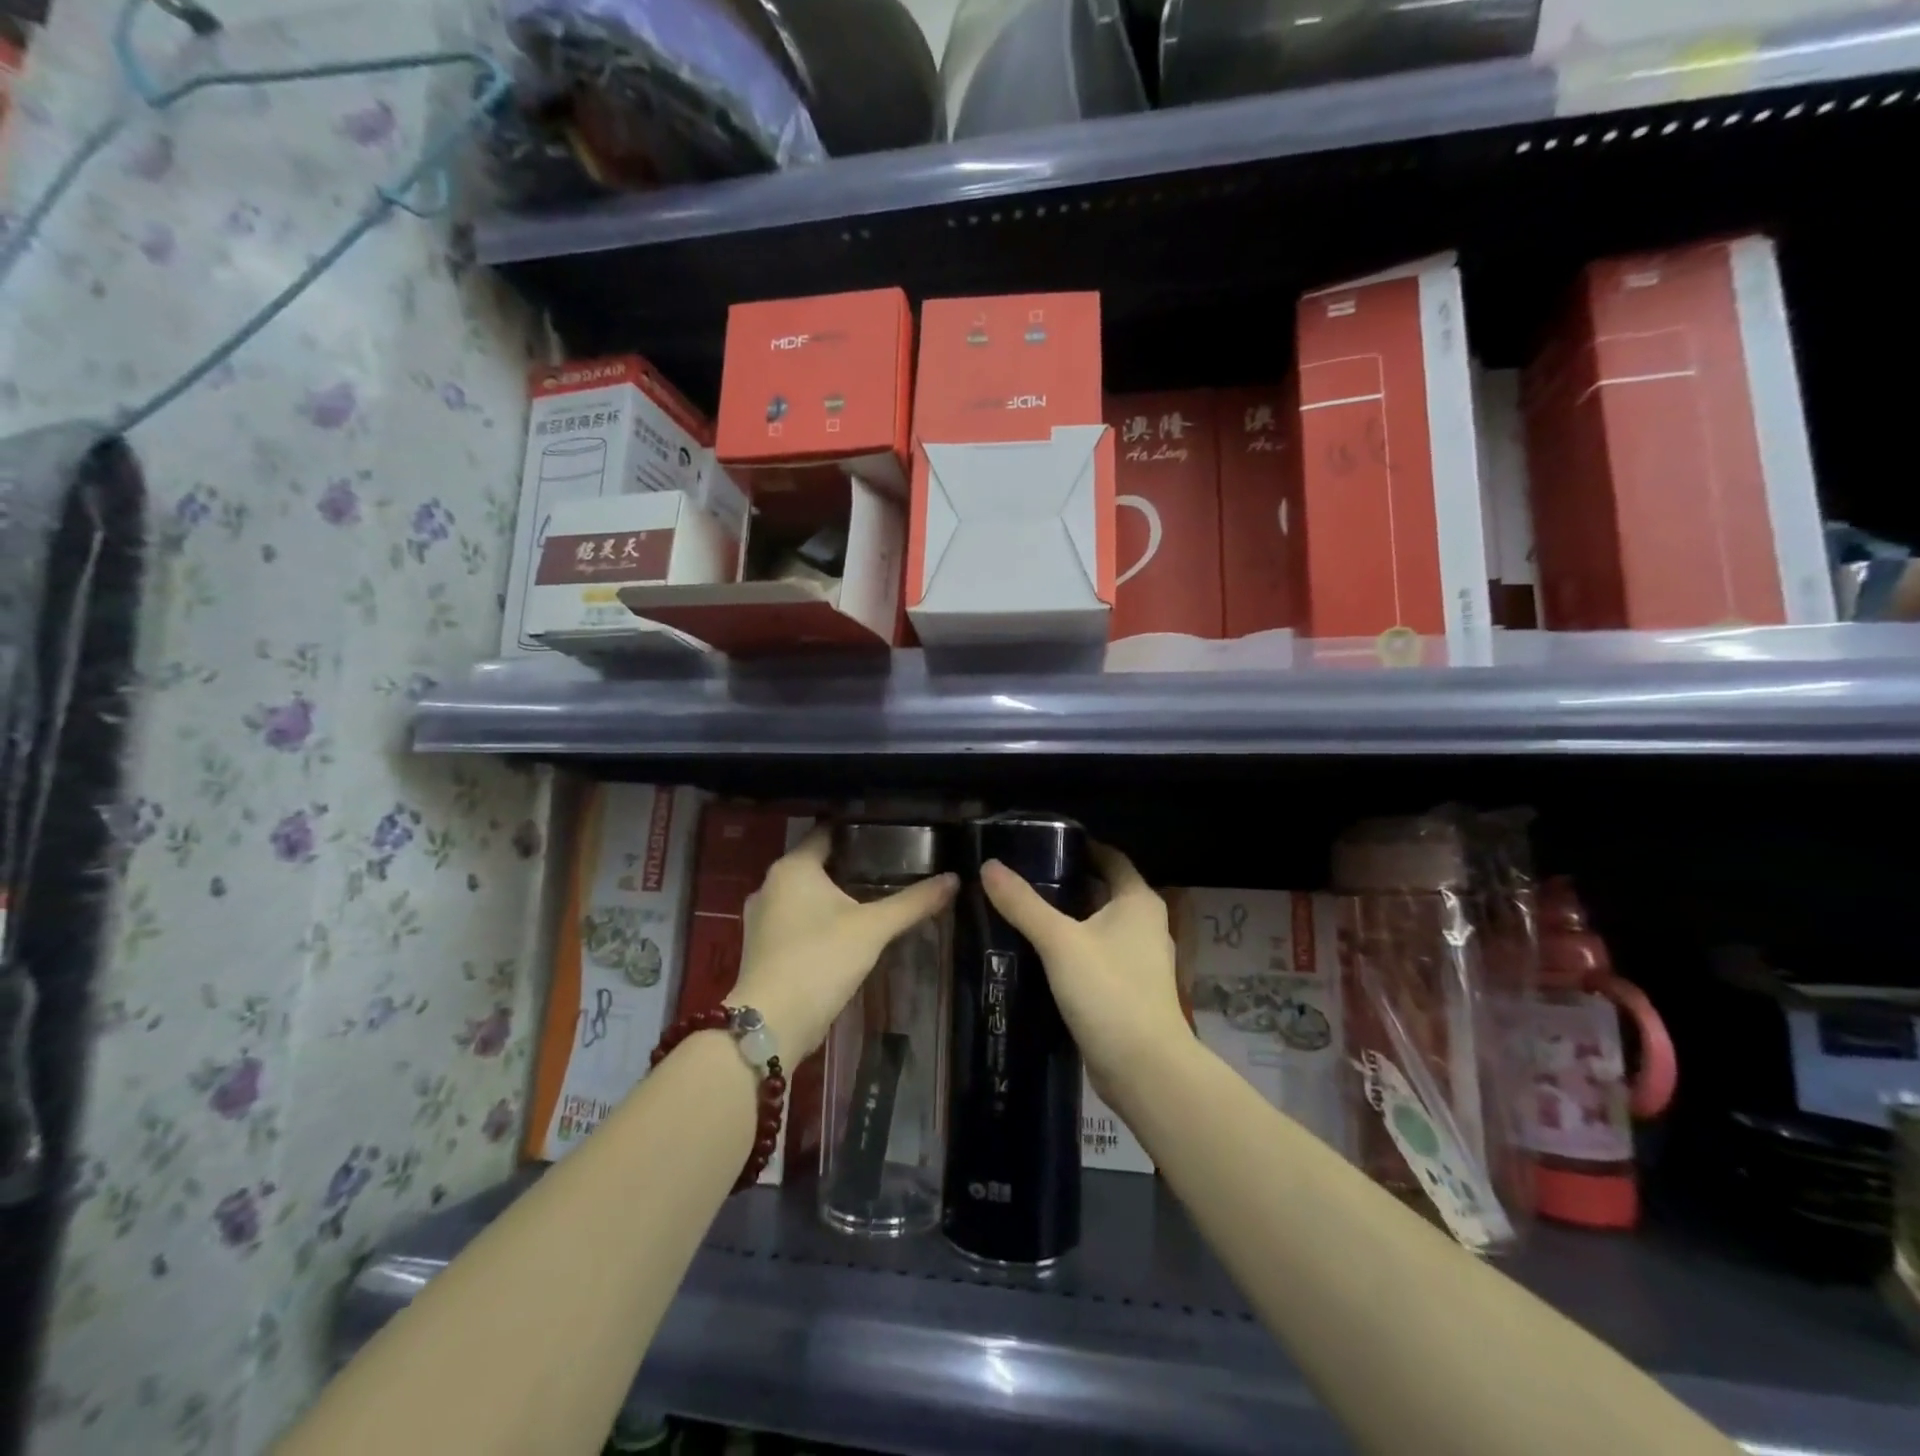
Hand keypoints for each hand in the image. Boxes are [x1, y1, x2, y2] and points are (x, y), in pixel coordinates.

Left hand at [731, 828, 956, 1063]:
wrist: (772, 1023)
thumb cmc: (820, 959)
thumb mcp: (873, 928)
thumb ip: (913, 902)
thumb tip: (954, 879)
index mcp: (793, 867)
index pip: (825, 833)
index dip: (856, 830)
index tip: (886, 832)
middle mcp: (770, 884)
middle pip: (815, 864)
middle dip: (848, 865)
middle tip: (888, 866)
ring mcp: (761, 918)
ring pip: (803, 894)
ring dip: (831, 895)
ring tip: (870, 898)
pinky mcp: (761, 947)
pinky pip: (794, 920)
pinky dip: (817, 920)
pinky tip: (844, 932)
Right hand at [980, 844, 1188, 1094]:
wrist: (1144, 1069)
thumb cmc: (1109, 991)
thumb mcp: (1060, 942)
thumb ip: (1023, 903)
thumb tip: (989, 866)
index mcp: (1138, 901)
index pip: (1110, 858)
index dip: (1080, 847)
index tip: (1041, 843)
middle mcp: (1145, 924)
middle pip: (1102, 891)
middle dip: (1066, 883)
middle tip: (1021, 877)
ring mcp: (1139, 959)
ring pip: (1098, 925)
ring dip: (1067, 918)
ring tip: (1022, 911)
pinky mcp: (1129, 989)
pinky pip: (1097, 955)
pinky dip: (1072, 948)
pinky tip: (1039, 953)